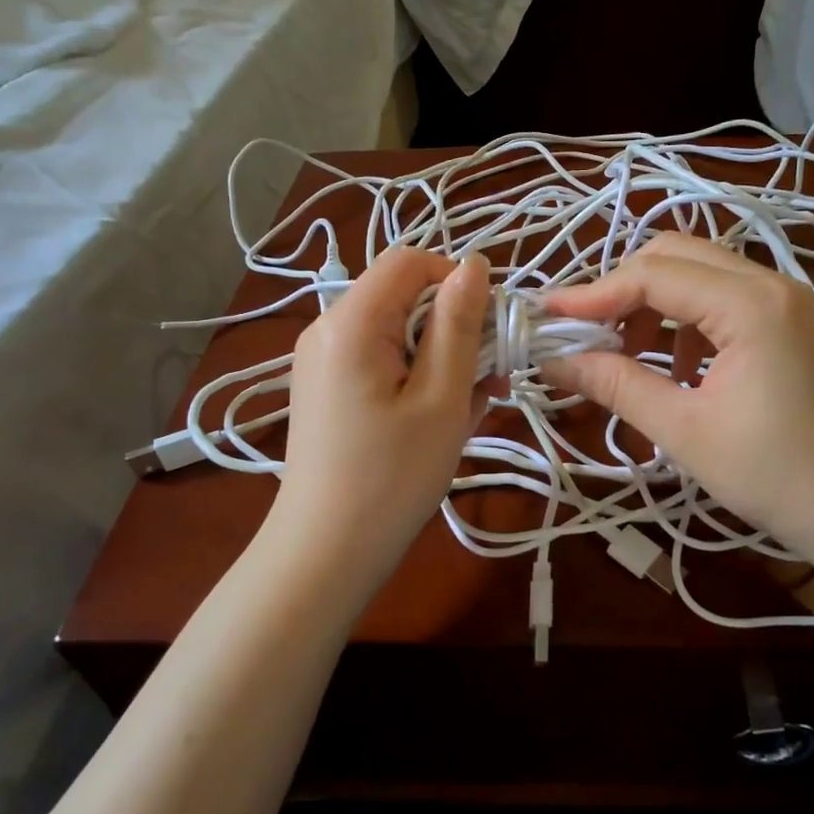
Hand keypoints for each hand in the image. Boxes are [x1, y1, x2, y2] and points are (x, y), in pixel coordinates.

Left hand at [267, 247, 493, 590]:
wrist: (325, 552)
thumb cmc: (392, 477)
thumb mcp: (441, 398)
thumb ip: (459, 325)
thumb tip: (473, 266)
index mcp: (352, 321)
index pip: (411, 261)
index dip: (458, 281)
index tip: (492, 328)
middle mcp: (327, 327)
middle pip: (404, 296)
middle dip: (454, 328)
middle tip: (489, 381)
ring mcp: (322, 360)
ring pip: (398, 332)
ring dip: (441, 359)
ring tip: (466, 410)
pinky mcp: (326, 388)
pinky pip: (381, 361)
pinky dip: (416, 379)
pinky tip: (436, 421)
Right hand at [540, 233, 813, 566]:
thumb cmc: (776, 476)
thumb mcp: (684, 430)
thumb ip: (616, 385)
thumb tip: (553, 362)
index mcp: (750, 304)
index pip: (653, 275)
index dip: (594, 294)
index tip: (548, 319)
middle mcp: (771, 283)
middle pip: (675, 256)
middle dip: (622, 291)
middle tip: (586, 336)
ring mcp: (786, 299)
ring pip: (697, 273)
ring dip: (653, 306)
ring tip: (628, 358)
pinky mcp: (789, 320)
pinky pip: (721, 298)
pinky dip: (684, 321)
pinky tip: (677, 369)